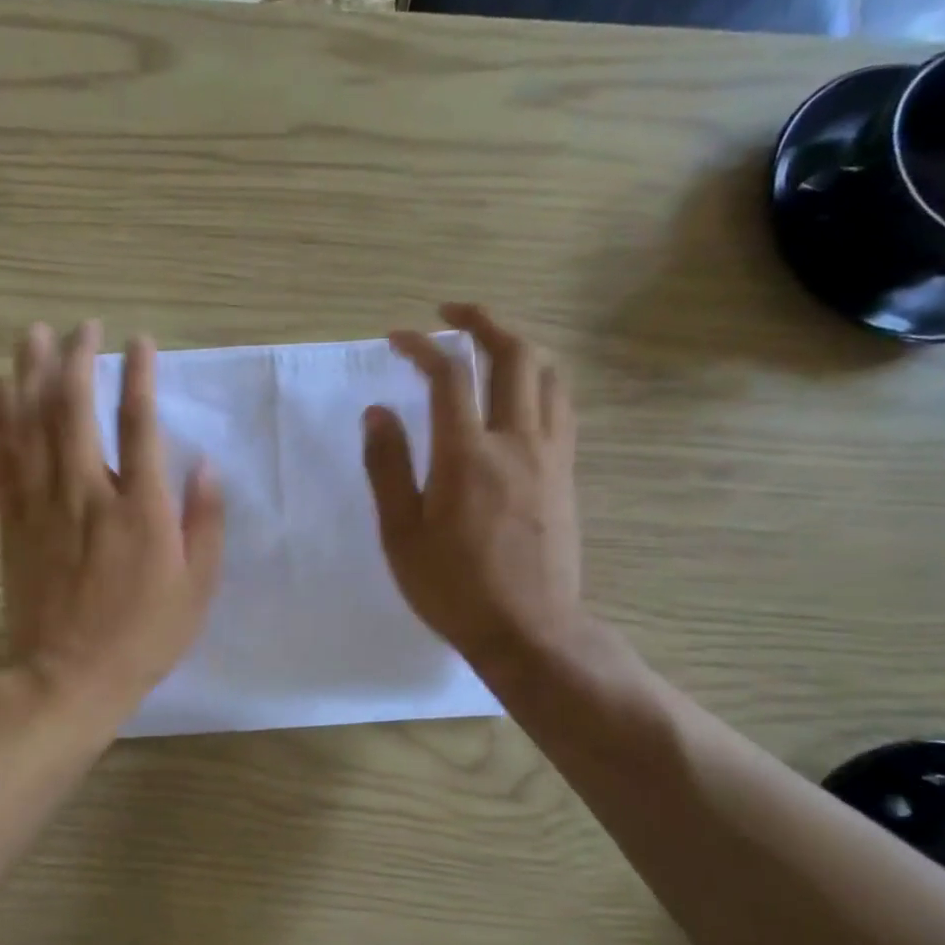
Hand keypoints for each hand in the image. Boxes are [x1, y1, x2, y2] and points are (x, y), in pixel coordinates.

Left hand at [0, 322, 224, 728]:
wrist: (69, 676)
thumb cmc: (144, 635)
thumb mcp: (197, 587)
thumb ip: (205, 523)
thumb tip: (206, 466)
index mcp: (140, 508)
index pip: (139, 424)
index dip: (139, 375)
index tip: (140, 342)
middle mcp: (88, 492)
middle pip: (76, 409)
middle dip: (79, 359)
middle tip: (83, 325)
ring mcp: (43, 504)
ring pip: (32, 424)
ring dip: (31, 374)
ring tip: (33, 335)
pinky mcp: (13, 520)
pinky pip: (0, 458)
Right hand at [362, 304, 586, 669]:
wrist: (530, 630)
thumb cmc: (453, 588)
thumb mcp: (400, 534)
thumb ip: (388, 467)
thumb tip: (378, 411)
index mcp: (467, 455)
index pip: (448, 374)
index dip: (421, 345)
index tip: (397, 338)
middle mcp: (516, 441)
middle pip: (514, 354)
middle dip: (483, 320)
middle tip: (452, 313)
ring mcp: (550, 455)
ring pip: (548, 375)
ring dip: (518, 345)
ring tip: (489, 343)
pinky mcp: (566, 474)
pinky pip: (560, 406)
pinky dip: (538, 381)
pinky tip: (519, 392)